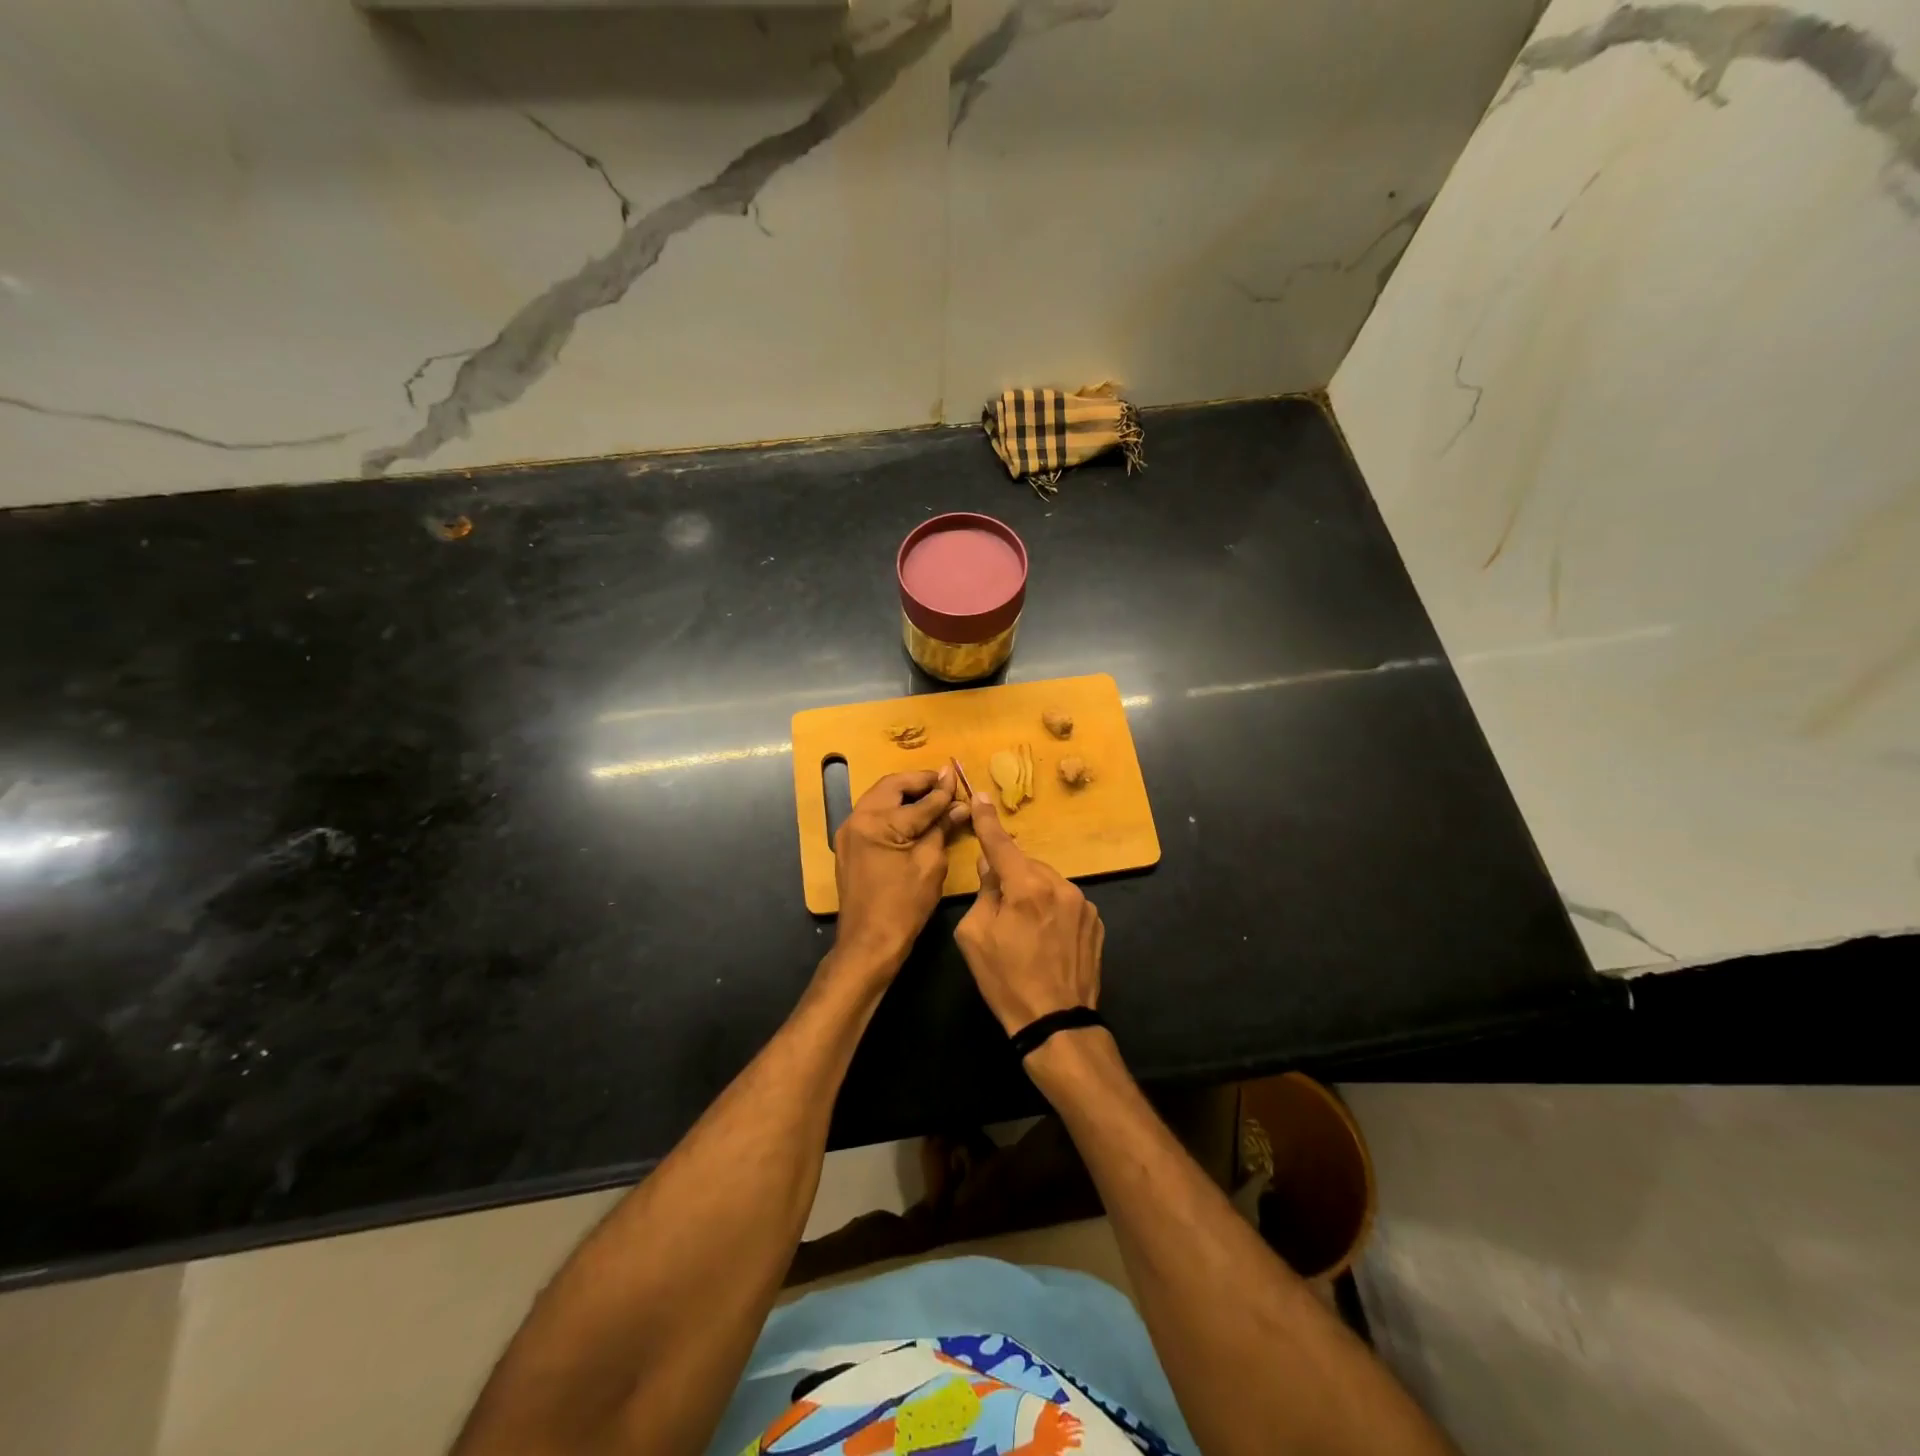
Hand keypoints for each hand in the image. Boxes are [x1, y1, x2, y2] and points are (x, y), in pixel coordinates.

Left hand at [831, 766, 968, 977]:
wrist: (868, 942)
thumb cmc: (903, 905)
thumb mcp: (930, 863)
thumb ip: (942, 827)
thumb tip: (959, 805)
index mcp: (877, 822)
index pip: (918, 800)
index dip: (942, 790)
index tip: (958, 777)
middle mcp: (857, 819)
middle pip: (892, 786)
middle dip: (920, 782)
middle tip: (945, 782)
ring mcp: (849, 831)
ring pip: (880, 797)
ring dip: (906, 793)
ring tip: (933, 796)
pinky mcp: (849, 844)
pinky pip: (873, 814)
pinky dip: (894, 808)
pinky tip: (914, 815)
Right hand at [953, 793, 1103, 1035]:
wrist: (1056, 1022)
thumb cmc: (1006, 981)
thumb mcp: (975, 937)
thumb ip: (983, 893)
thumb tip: (990, 867)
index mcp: (1026, 887)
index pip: (1001, 844)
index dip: (988, 821)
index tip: (981, 796)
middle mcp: (1059, 885)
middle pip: (1026, 866)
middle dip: (1011, 876)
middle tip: (1000, 909)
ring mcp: (1083, 903)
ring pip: (1048, 883)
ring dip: (1034, 893)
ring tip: (1026, 931)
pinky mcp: (1096, 921)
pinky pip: (1066, 901)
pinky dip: (1053, 909)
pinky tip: (1047, 939)